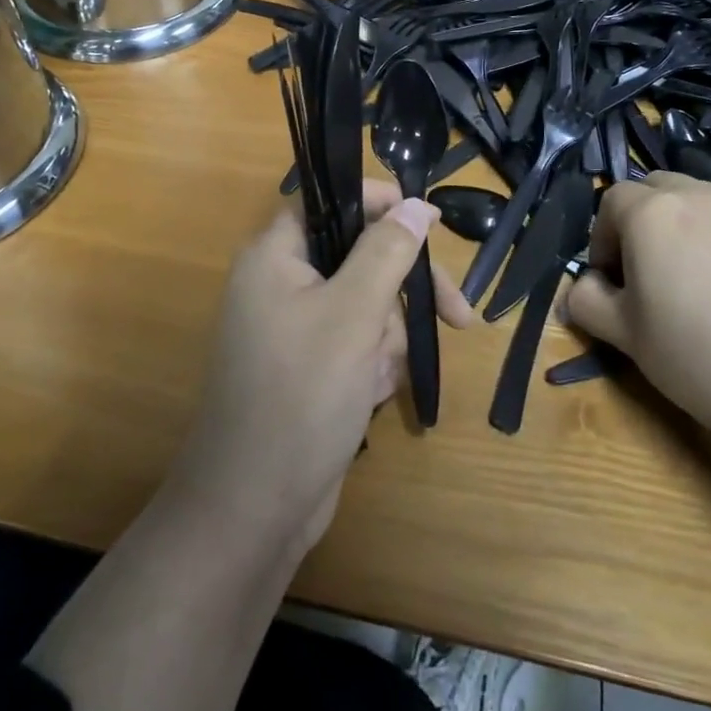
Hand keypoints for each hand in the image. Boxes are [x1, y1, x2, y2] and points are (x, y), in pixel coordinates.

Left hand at [168, 182, 474, 555]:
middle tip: (456, 316)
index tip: (432, 224)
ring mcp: (293, 329)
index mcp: (276, 256)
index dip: (382, 205)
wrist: (255, 508)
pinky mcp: (307, 368)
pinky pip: (355, 344)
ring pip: (365, 305)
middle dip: (402, 291)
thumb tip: (415, 204)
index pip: (332, 203)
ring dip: (387, 337)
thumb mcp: (354, 314)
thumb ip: (387, 252)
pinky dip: (373, 365)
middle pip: (359, 257)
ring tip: (378, 377)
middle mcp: (280, 283)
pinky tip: (372, 397)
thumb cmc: (302, 396)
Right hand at [565, 172, 710, 437]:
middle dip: (636, 224)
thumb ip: (587, 302)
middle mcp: (698, 195)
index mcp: (653, 213)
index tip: (611, 284)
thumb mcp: (627, 337)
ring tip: (688, 284)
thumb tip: (582, 289)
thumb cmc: (703, 359)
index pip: (609, 202)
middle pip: (652, 190)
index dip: (600, 241)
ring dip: (676, 228)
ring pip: (693, 201)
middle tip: (644, 277)